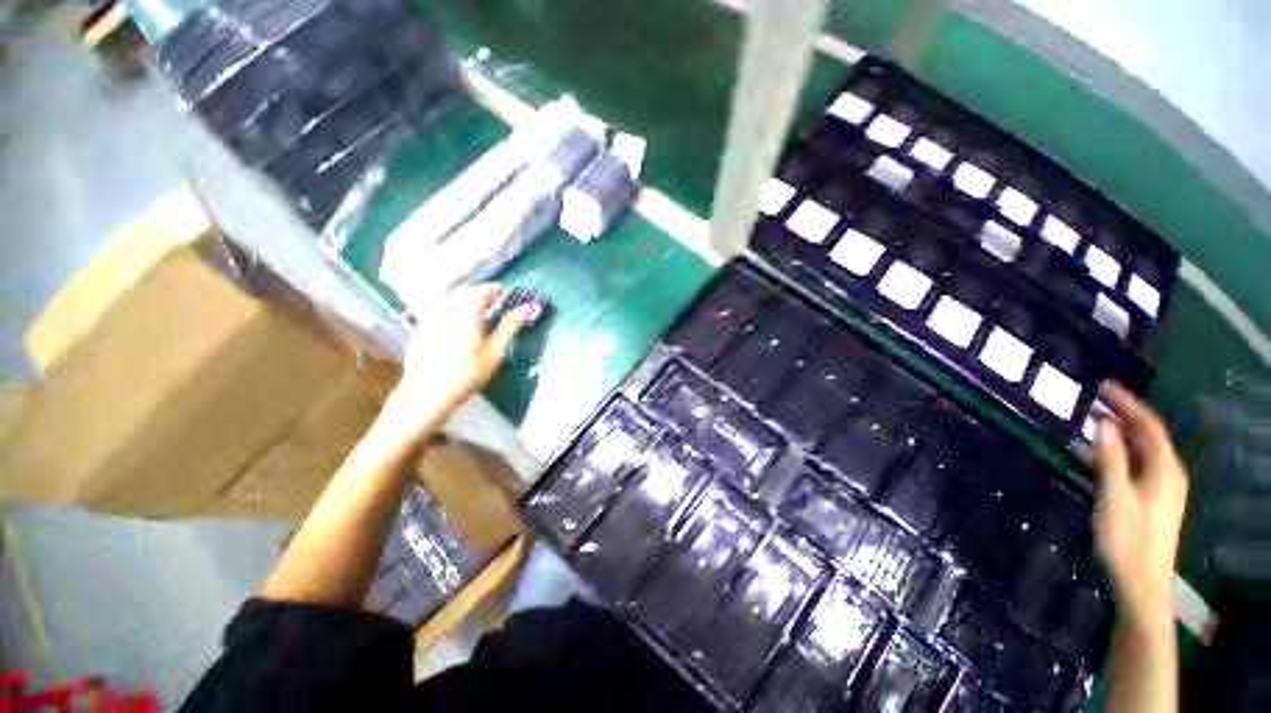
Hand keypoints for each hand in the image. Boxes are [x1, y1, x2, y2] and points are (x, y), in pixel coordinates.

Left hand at [380, 284, 531, 441]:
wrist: (427, 393)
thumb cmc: (467, 374)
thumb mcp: (494, 352)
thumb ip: (508, 328)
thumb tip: (524, 310)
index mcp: (466, 313)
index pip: (481, 291)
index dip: (494, 288)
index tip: (503, 291)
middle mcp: (446, 309)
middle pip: (462, 290)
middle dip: (478, 291)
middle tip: (492, 301)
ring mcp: (430, 317)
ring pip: (448, 297)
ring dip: (463, 297)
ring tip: (476, 310)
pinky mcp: (420, 328)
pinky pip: (437, 308)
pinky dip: (450, 307)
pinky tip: (455, 321)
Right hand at [1092, 381, 1187, 625]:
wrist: (1140, 582)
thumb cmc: (1128, 539)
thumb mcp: (1115, 498)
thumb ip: (1110, 460)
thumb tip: (1103, 424)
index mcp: (1164, 470)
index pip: (1148, 426)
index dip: (1128, 403)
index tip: (1104, 386)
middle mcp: (1167, 474)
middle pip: (1147, 436)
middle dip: (1123, 416)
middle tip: (1093, 401)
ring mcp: (1160, 488)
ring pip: (1141, 451)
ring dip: (1119, 434)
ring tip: (1092, 422)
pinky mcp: (1149, 499)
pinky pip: (1135, 465)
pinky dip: (1118, 453)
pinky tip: (1099, 454)